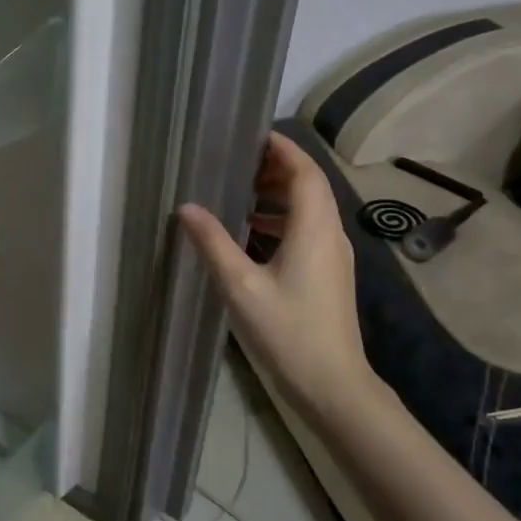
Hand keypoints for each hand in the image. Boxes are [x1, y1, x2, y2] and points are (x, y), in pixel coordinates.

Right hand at [178, 132, 375, 425]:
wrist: (332, 384)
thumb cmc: (288, 331)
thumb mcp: (241, 286)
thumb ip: (213, 243)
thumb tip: (187, 208)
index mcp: (314, 228)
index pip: (305, 171)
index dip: (281, 149)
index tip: (251, 136)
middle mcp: (330, 234)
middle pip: (309, 186)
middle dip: (276, 168)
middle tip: (236, 162)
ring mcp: (333, 256)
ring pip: (309, 209)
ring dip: (278, 195)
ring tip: (239, 192)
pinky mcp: (329, 274)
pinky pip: (307, 231)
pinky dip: (282, 221)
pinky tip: (252, 234)